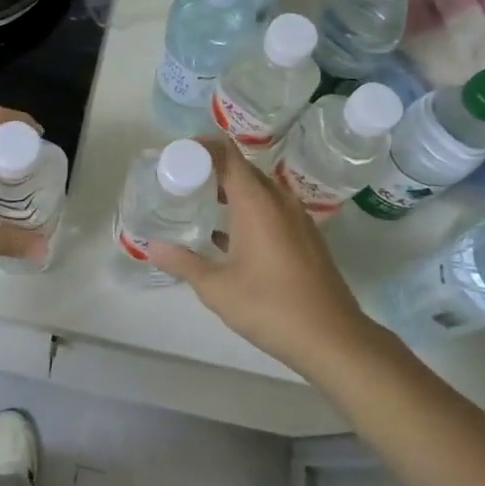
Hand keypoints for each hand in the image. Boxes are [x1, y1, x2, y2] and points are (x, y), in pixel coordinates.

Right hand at [145, 137, 399, 387]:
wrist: (332, 337)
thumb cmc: (270, 306)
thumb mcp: (216, 288)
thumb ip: (183, 262)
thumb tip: (152, 247)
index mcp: (257, 202)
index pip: (227, 155)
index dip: (202, 148)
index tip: (177, 156)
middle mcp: (280, 201)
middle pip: (242, 170)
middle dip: (212, 171)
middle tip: (181, 183)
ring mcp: (297, 218)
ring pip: (259, 191)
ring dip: (231, 193)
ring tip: (200, 207)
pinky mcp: (306, 237)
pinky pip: (272, 210)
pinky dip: (249, 211)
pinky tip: (229, 237)